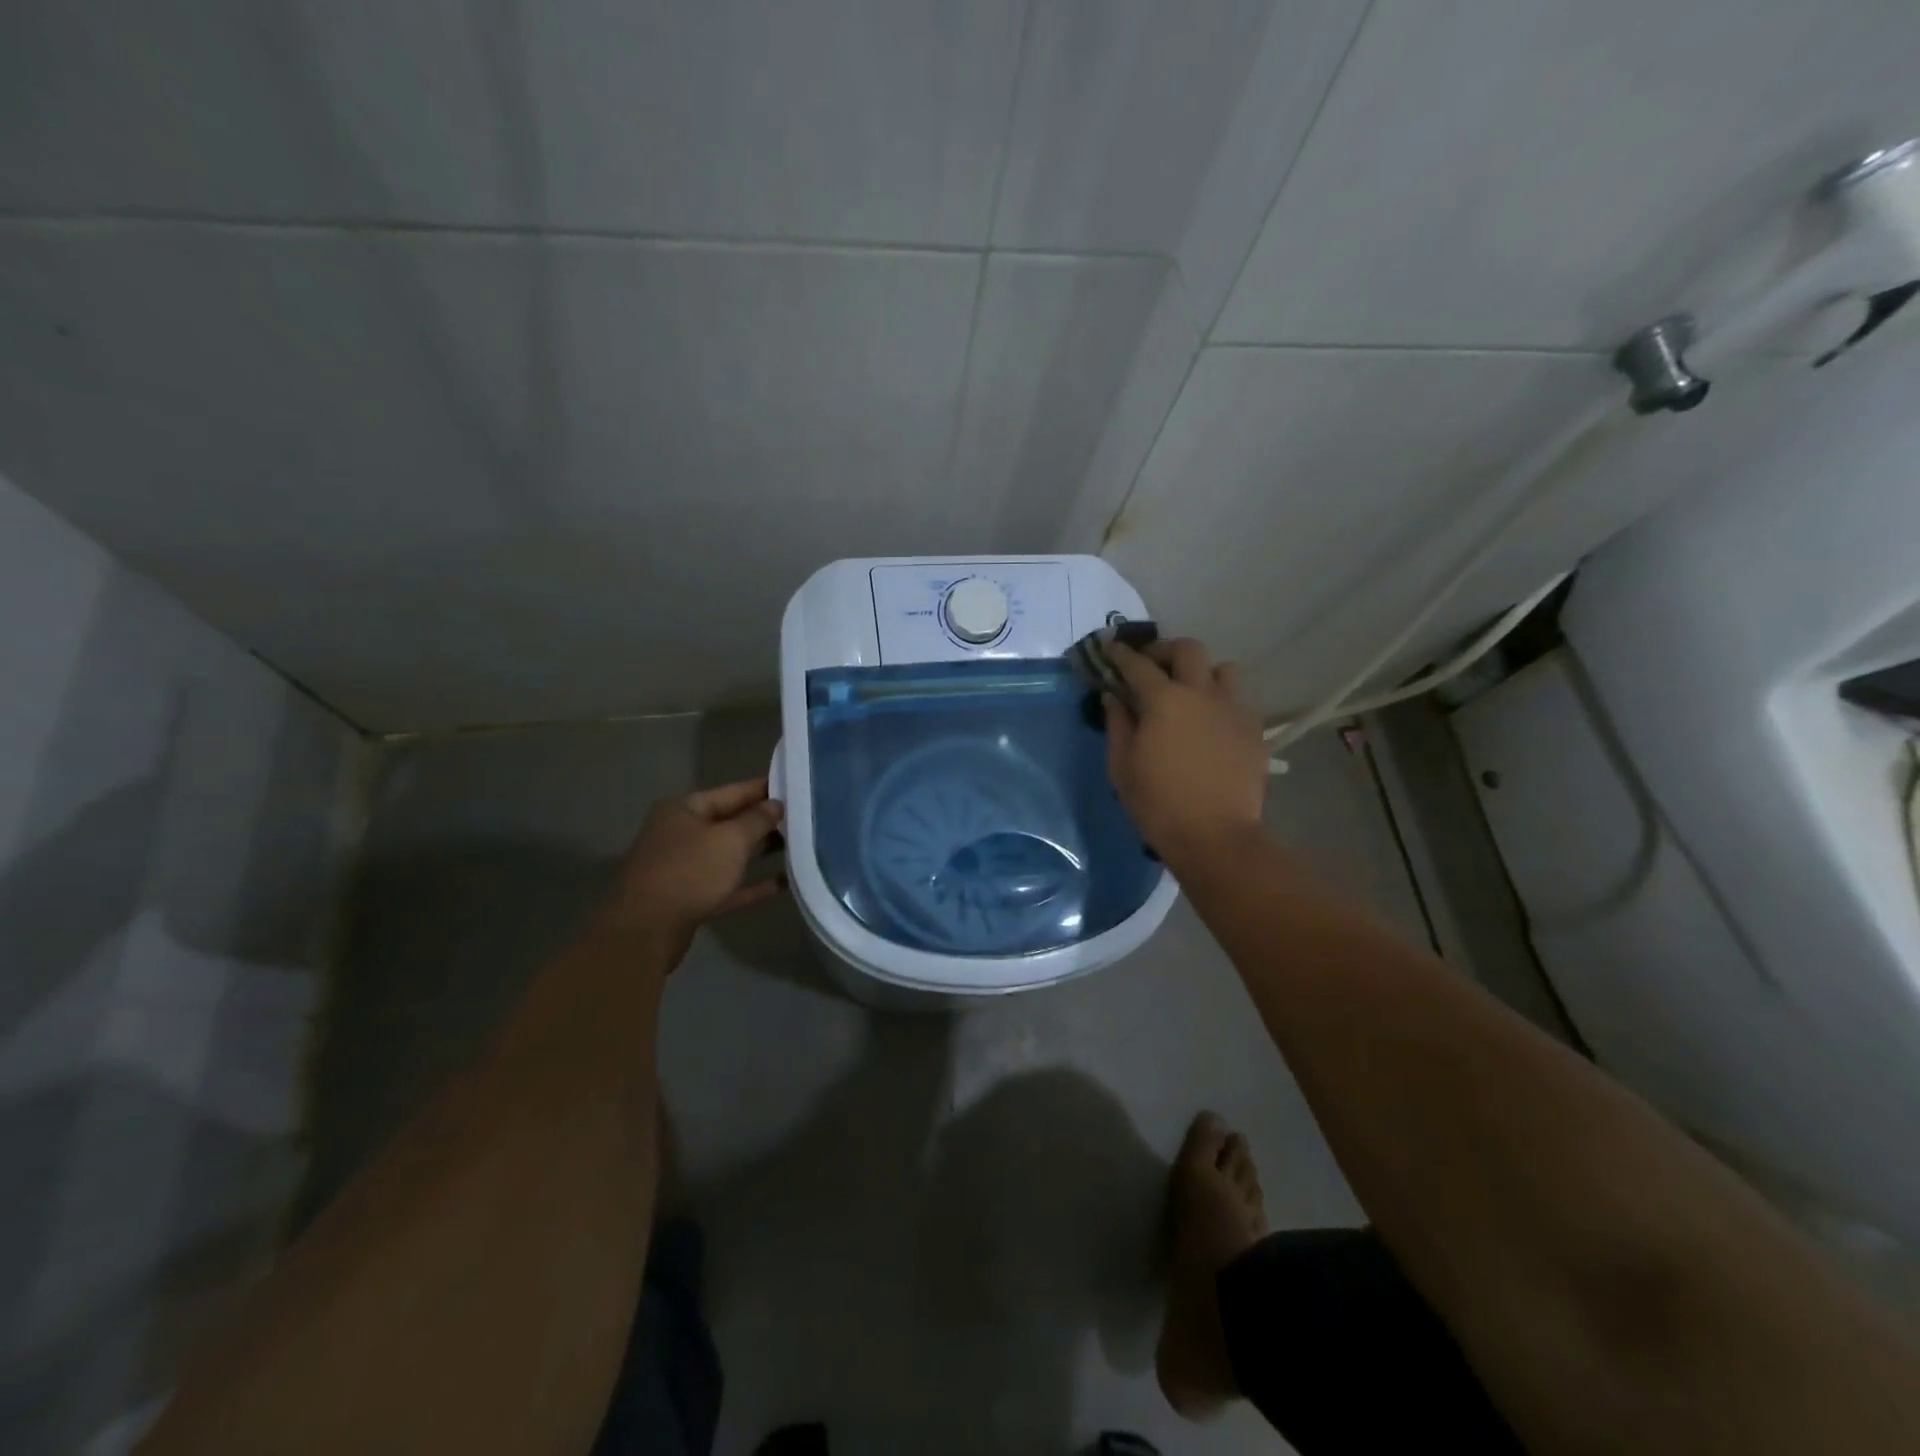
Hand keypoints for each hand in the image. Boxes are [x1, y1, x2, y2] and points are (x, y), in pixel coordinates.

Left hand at [598, 777, 784, 942]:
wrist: (646, 931)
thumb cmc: (689, 872)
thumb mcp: (730, 840)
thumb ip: (757, 820)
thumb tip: (776, 804)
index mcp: (685, 810)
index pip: (732, 792)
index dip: (763, 788)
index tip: (794, 784)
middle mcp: (682, 834)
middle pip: (730, 822)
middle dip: (764, 821)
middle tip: (803, 817)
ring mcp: (685, 867)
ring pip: (730, 854)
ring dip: (761, 851)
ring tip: (799, 846)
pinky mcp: (691, 898)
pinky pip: (729, 885)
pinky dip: (753, 883)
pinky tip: (783, 883)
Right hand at [1104, 638, 1268, 867]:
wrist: (1215, 837)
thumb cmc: (1158, 804)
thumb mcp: (1122, 767)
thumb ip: (1118, 725)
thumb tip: (1114, 697)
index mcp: (1164, 700)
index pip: (1138, 665)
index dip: (1121, 654)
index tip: (1111, 649)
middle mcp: (1202, 694)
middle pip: (1188, 649)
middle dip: (1165, 651)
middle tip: (1151, 668)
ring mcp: (1234, 710)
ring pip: (1222, 669)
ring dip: (1202, 673)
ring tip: (1189, 693)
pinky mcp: (1254, 730)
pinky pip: (1238, 701)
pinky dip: (1220, 702)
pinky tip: (1210, 725)